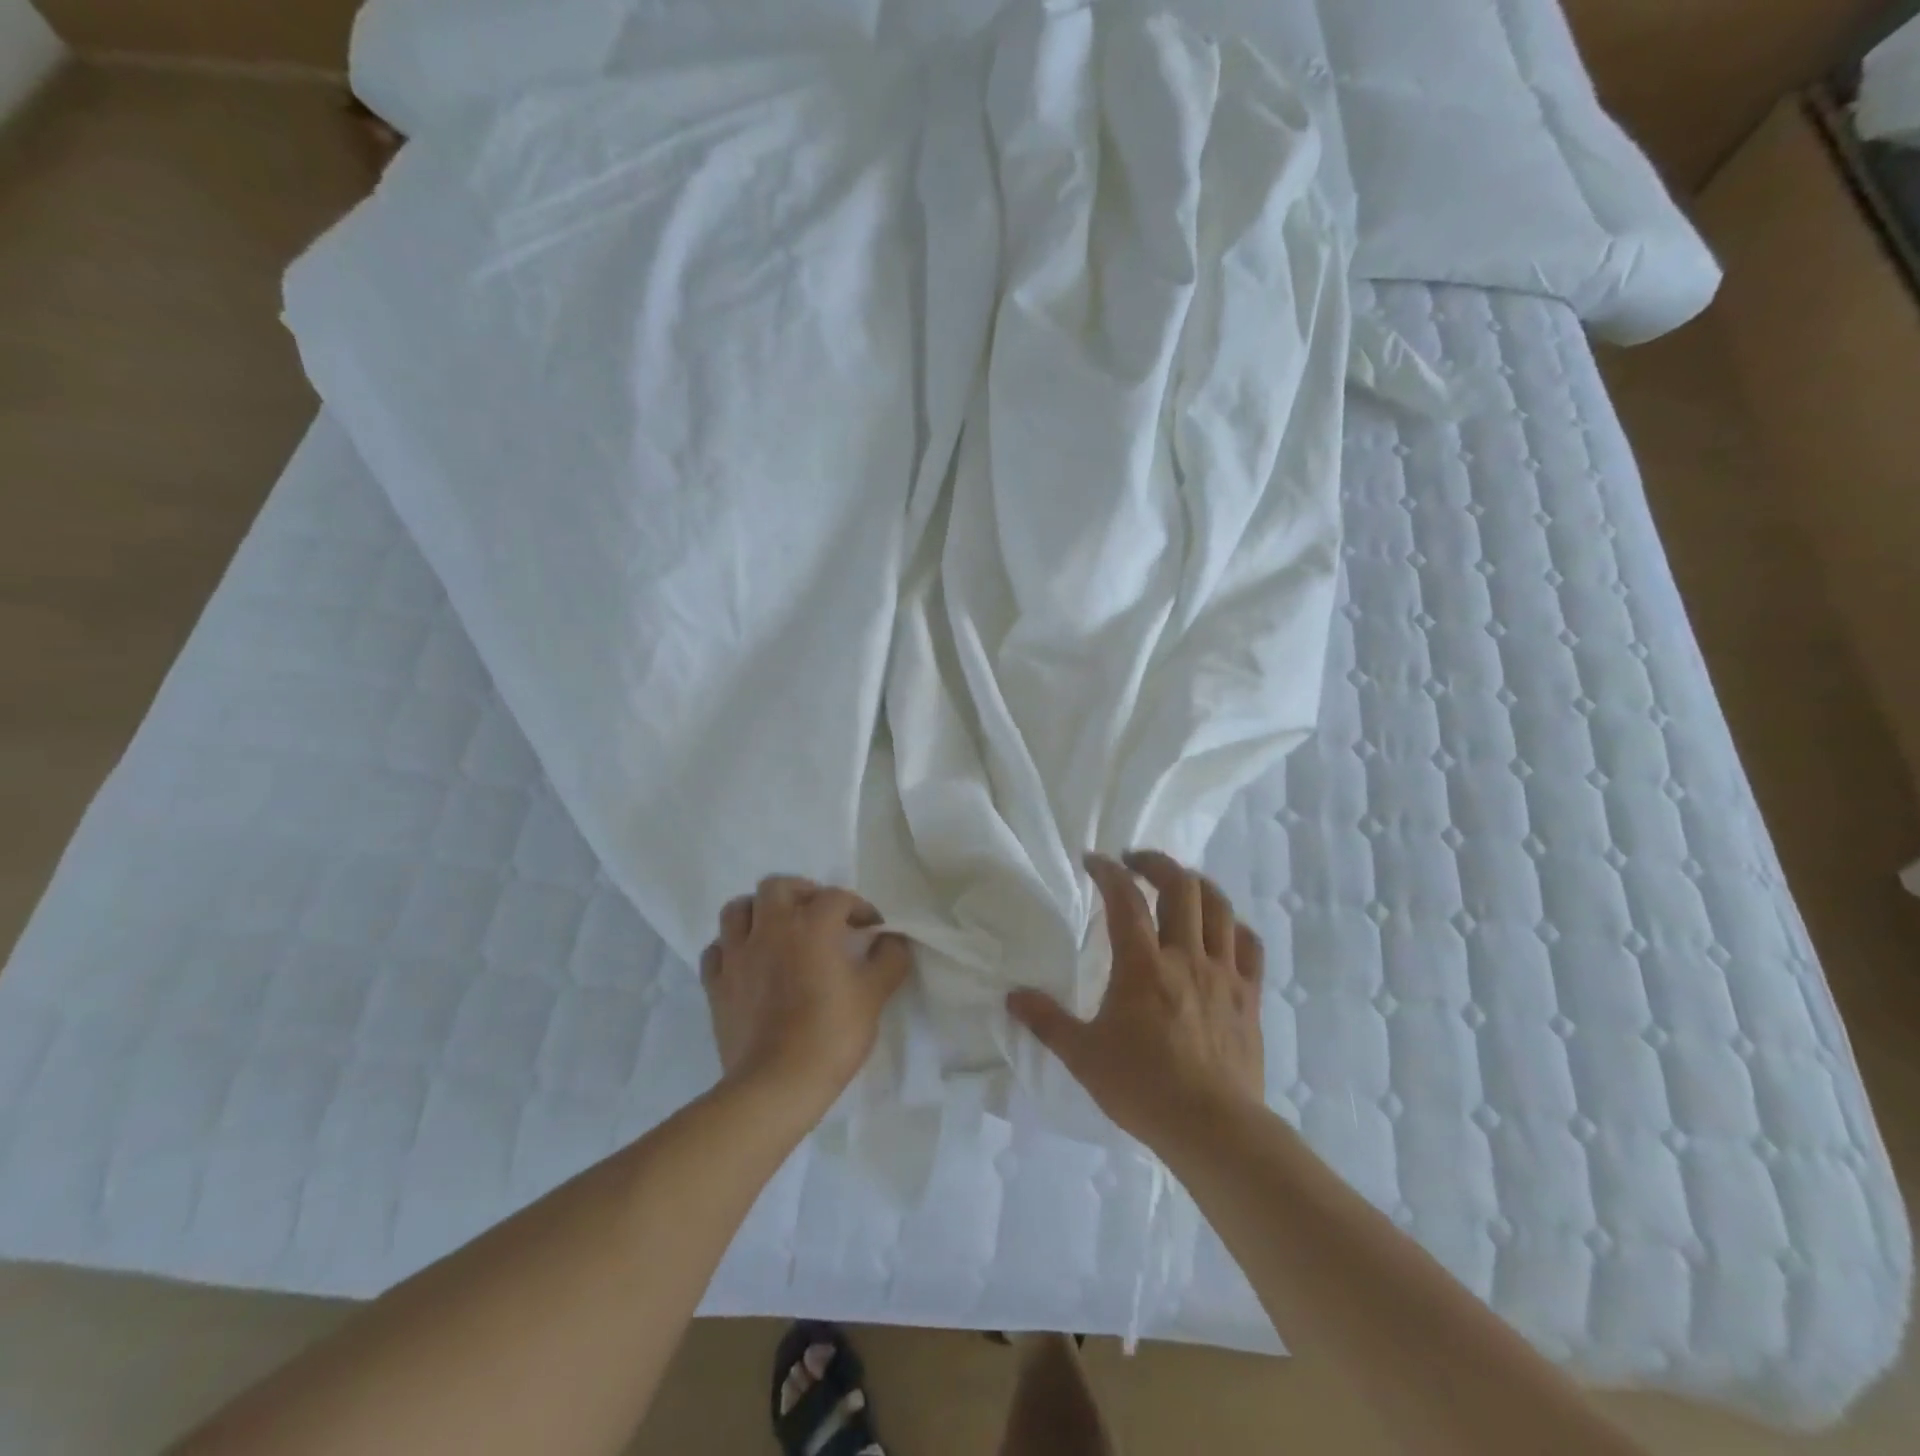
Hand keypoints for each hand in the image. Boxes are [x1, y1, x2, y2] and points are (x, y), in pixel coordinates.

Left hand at [700, 876, 912, 1107]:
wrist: (776, 1085)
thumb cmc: (831, 1035)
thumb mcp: (875, 995)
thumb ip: (890, 959)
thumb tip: (892, 940)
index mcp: (811, 926)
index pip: (837, 898)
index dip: (859, 908)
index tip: (871, 929)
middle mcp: (770, 929)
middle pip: (778, 887)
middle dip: (801, 892)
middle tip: (818, 914)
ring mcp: (737, 955)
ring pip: (737, 909)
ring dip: (758, 912)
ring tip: (776, 929)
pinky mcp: (715, 984)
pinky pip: (717, 950)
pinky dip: (731, 947)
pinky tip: (746, 961)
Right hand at [1007, 851, 1264, 1150]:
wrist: (1213, 1127)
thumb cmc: (1143, 1087)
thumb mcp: (1083, 1054)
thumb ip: (1046, 1021)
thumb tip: (1012, 997)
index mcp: (1143, 964)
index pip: (1124, 898)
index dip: (1107, 871)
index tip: (1092, 860)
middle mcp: (1186, 955)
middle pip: (1180, 886)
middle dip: (1155, 863)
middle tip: (1135, 863)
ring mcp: (1224, 973)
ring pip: (1218, 906)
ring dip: (1196, 884)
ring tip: (1178, 884)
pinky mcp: (1250, 995)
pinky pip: (1249, 945)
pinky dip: (1233, 926)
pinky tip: (1221, 930)